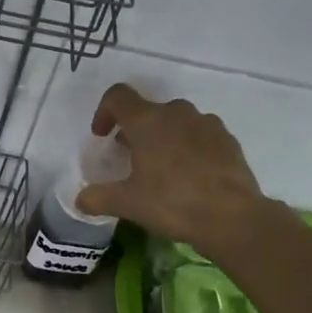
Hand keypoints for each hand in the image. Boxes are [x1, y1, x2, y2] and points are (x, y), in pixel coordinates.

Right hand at [76, 84, 270, 259]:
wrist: (232, 216)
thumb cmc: (172, 203)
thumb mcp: (127, 204)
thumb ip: (97, 198)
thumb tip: (80, 200)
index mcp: (147, 121)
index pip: (118, 96)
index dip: (104, 111)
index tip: (102, 136)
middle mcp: (177, 113)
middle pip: (148, 110)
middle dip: (134, 130)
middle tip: (129, 158)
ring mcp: (206, 123)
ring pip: (175, 121)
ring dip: (162, 137)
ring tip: (160, 168)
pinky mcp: (227, 139)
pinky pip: (199, 134)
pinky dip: (187, 147)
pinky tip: (189, 176)